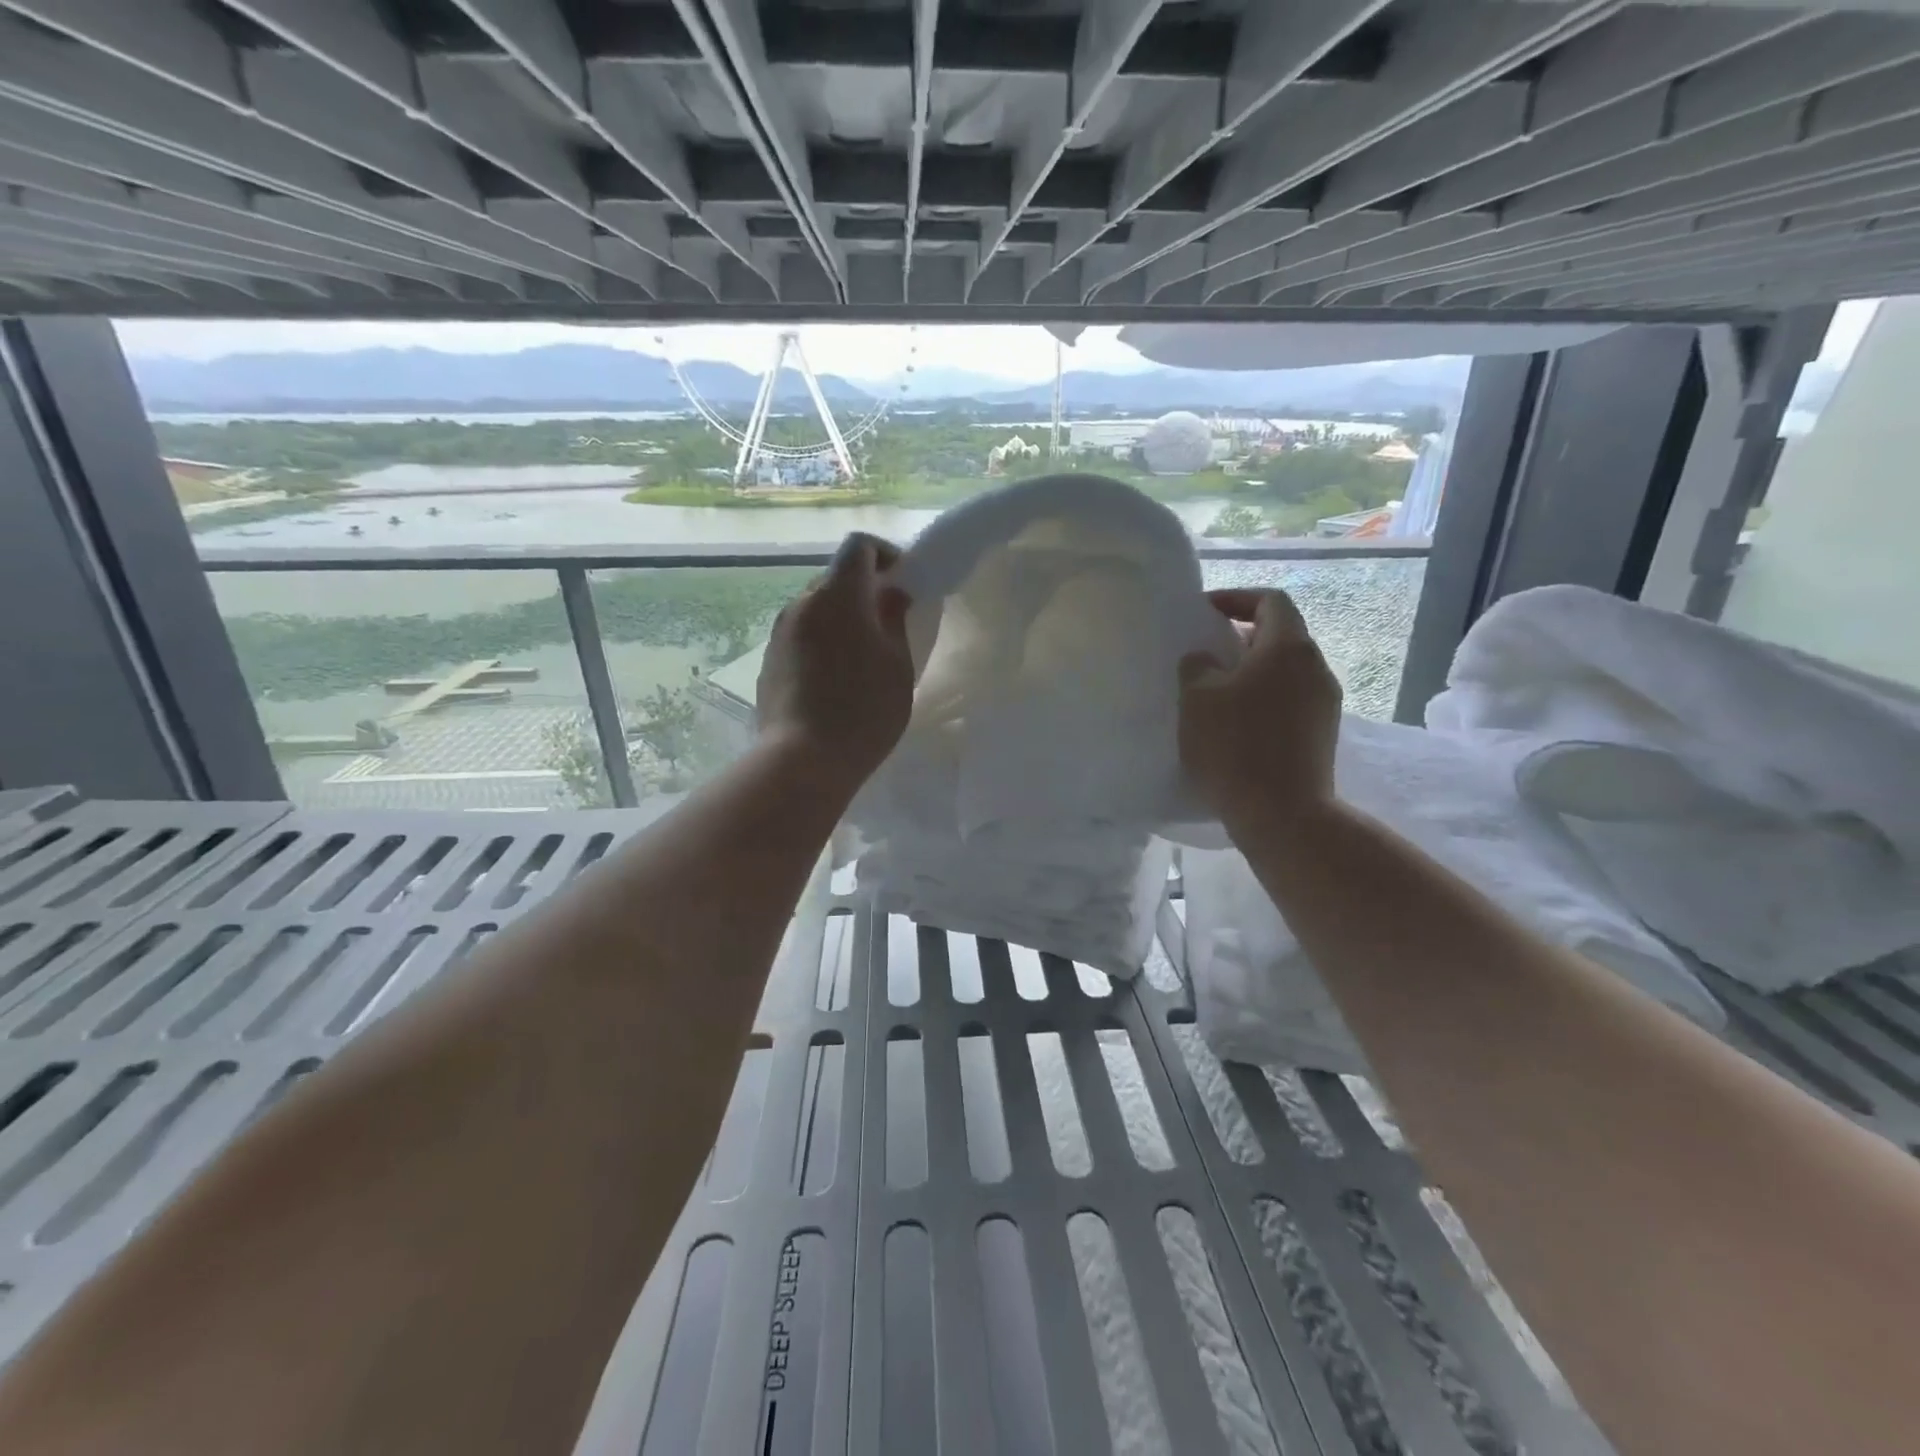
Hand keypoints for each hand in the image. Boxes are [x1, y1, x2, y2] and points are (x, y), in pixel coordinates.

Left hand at [756, 533, 913, 788]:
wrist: (804, 759)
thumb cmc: (864, 709)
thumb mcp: (898, 664)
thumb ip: (895, 619)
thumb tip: (891, 594)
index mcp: (838, 595)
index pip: (859, 546)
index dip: (884, 553)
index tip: (902, 580)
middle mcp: (802, 603)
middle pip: (836, 578)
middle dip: (863, 591)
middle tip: (888, 624)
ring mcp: (780, 632)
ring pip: (816, 609)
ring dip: (841, 619)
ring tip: (862, 656)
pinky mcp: (769, 660)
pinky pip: (801, 636)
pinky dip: (821, 642)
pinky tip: (835, 679)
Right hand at [1178, 588, 1340, 828]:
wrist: (1283, 815)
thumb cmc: (1234, 746)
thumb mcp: (1197, 698)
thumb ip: (1197, 665)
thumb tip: (1204, 659)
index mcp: (1288, 647)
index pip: (1269, 600)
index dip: (1236, 599)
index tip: (1204, 614)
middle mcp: (1316, 667)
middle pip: (1280, 636)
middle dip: (1241, 639)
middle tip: (1204, 655)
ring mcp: (1324, 703)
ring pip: (1285, 672)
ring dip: (1252, 673)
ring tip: (1215, 693)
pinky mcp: (1321, 735)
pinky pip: (1290, 701)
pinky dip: (1263, 700)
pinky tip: (1235, 725)